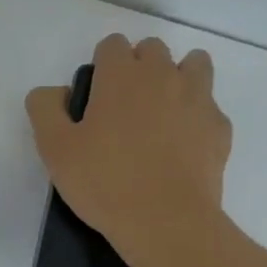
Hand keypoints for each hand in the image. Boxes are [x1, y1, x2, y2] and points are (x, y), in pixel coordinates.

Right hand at [25, 33, 232, 266]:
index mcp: (121, 75)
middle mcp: (163, 75)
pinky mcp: (220, 127)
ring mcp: (198, 98)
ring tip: (164, 112)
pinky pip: (210, 106)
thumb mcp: (54, 149)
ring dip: (178, 77)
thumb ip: (46, 108)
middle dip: (140, 66)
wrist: (167, 222)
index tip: (98, 96)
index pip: (112, 44)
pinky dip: (199, 116)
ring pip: (194, 64)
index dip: (103, 65)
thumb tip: (56, 92)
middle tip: (127, 107)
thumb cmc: (106, 183)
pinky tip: (186, 145)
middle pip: (153, 49)